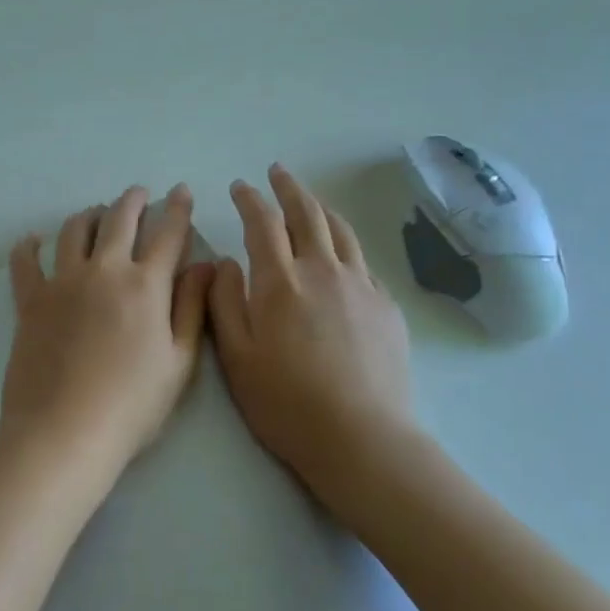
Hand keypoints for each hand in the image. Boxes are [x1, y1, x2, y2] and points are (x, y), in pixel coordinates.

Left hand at [0, 186, 214, 482]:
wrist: (65, 430)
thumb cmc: (132, 404)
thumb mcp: (179, 362)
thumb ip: (193, 308)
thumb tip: (205, 266)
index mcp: (145, 285)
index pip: (168, 234)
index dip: (178, 209)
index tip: (181, 191)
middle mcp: (103, 270)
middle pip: (119, 220)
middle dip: (133, 200)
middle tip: (139, 193)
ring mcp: (62, 281)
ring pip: (74, 230)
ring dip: (89, 214)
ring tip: (96, 213)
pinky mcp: (30, 300)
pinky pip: (25, 261)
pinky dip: (29, 246)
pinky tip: (33, 240)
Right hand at [208, 164, 424, 517]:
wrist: (361, 437)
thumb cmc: (286, 401)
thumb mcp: (236, 356)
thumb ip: (224, 302)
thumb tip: (224, 262)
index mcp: (280, 281)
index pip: (263, 223)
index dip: (250, 200)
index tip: (240, 187)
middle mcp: (323, 271)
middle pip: (307, 214)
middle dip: (289, 188)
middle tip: (277, 173)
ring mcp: (361, 286)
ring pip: (340, 231)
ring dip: (321, 208)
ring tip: (310, 199)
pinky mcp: (385, 307)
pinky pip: (363, 261)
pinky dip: (346, 243)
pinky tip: (341, 253)